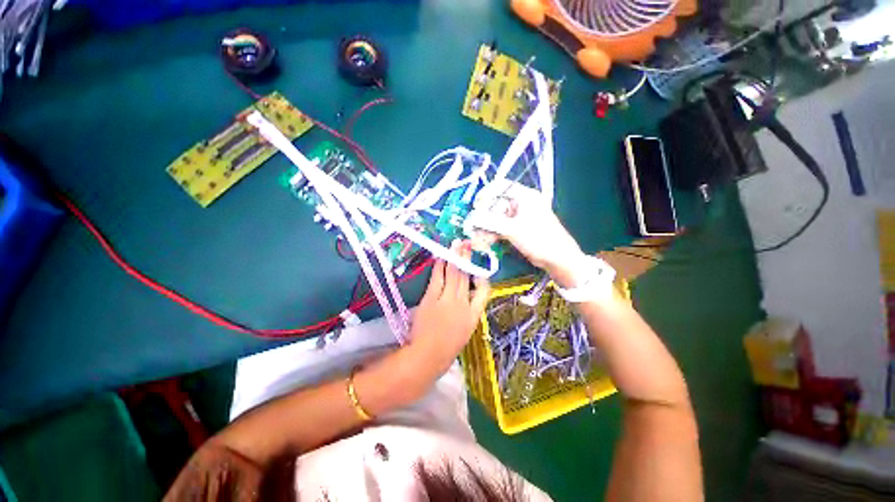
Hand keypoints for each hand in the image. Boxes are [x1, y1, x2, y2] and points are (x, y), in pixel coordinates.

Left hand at [408, 242, 490, 369]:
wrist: (428, 356)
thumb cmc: (447, 347)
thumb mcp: (465, 331)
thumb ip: (467, 312)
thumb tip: (466, 295)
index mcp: (474, 315)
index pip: (484, 292)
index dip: (482, 278)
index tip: (478, 270)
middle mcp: (463, 304)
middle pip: (466, 277)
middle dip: (466, 258)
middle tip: (466, 243)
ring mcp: (447, 300)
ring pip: (453, 274)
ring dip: (455, 258)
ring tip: (456, 244)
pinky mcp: (431, 298)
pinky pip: (437, 278)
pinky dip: (439, 266)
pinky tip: (441, 257)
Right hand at [466, 182, 584, 285]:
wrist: (557, 259)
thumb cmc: (539, 239)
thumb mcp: (513, 229)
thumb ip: (490, 222)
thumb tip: (470, 218)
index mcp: (525, 196)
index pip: (501, 186)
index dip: (485, 194)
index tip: (475, 206)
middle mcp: (522, 203)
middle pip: (496, 204)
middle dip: (484, 217)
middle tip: (475, 228)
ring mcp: (520, 216)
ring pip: (497, 217)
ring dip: (487, 227)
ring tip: (481, 239)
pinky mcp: (518, 228)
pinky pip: (501, 226)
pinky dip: (493, 233)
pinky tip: (488, 241)